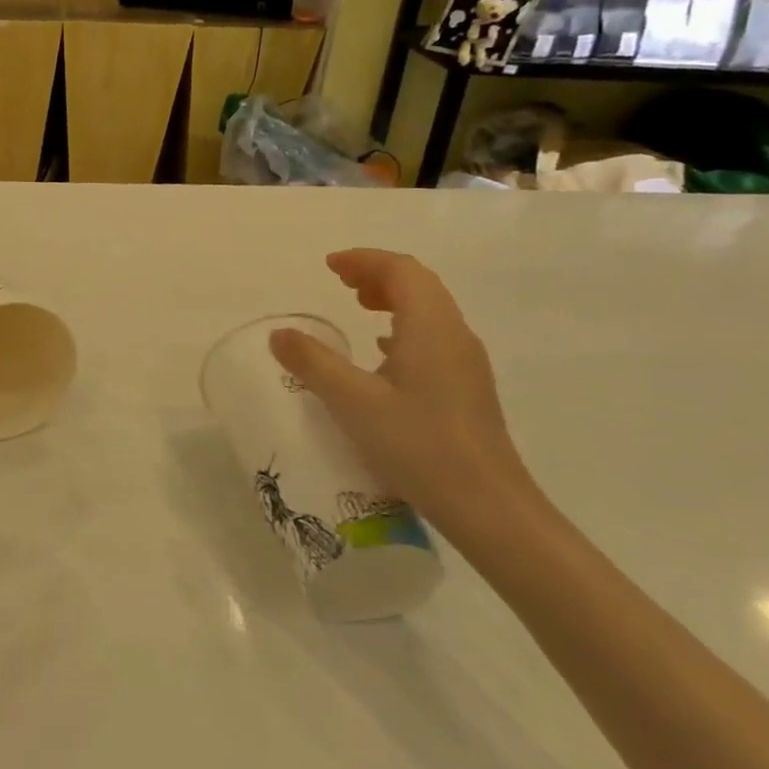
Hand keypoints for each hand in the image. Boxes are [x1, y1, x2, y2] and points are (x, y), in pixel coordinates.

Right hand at [269, 250, 543, 544]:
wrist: (489, 507)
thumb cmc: (419, 445)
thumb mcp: (353, 402)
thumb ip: (312, 363)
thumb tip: (280, 333)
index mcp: (431, 327)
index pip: (401, 271)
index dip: (364, 260)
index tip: (329, 266)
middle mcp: (454, 335)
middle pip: (419, 285)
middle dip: (377, 274)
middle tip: (340, 282)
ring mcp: (466, 363)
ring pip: (429, 311)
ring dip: (393, 299)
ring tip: (358, 306)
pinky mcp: (467, 388)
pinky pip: (433, 337)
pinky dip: (403, 328)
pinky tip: (382, 354)